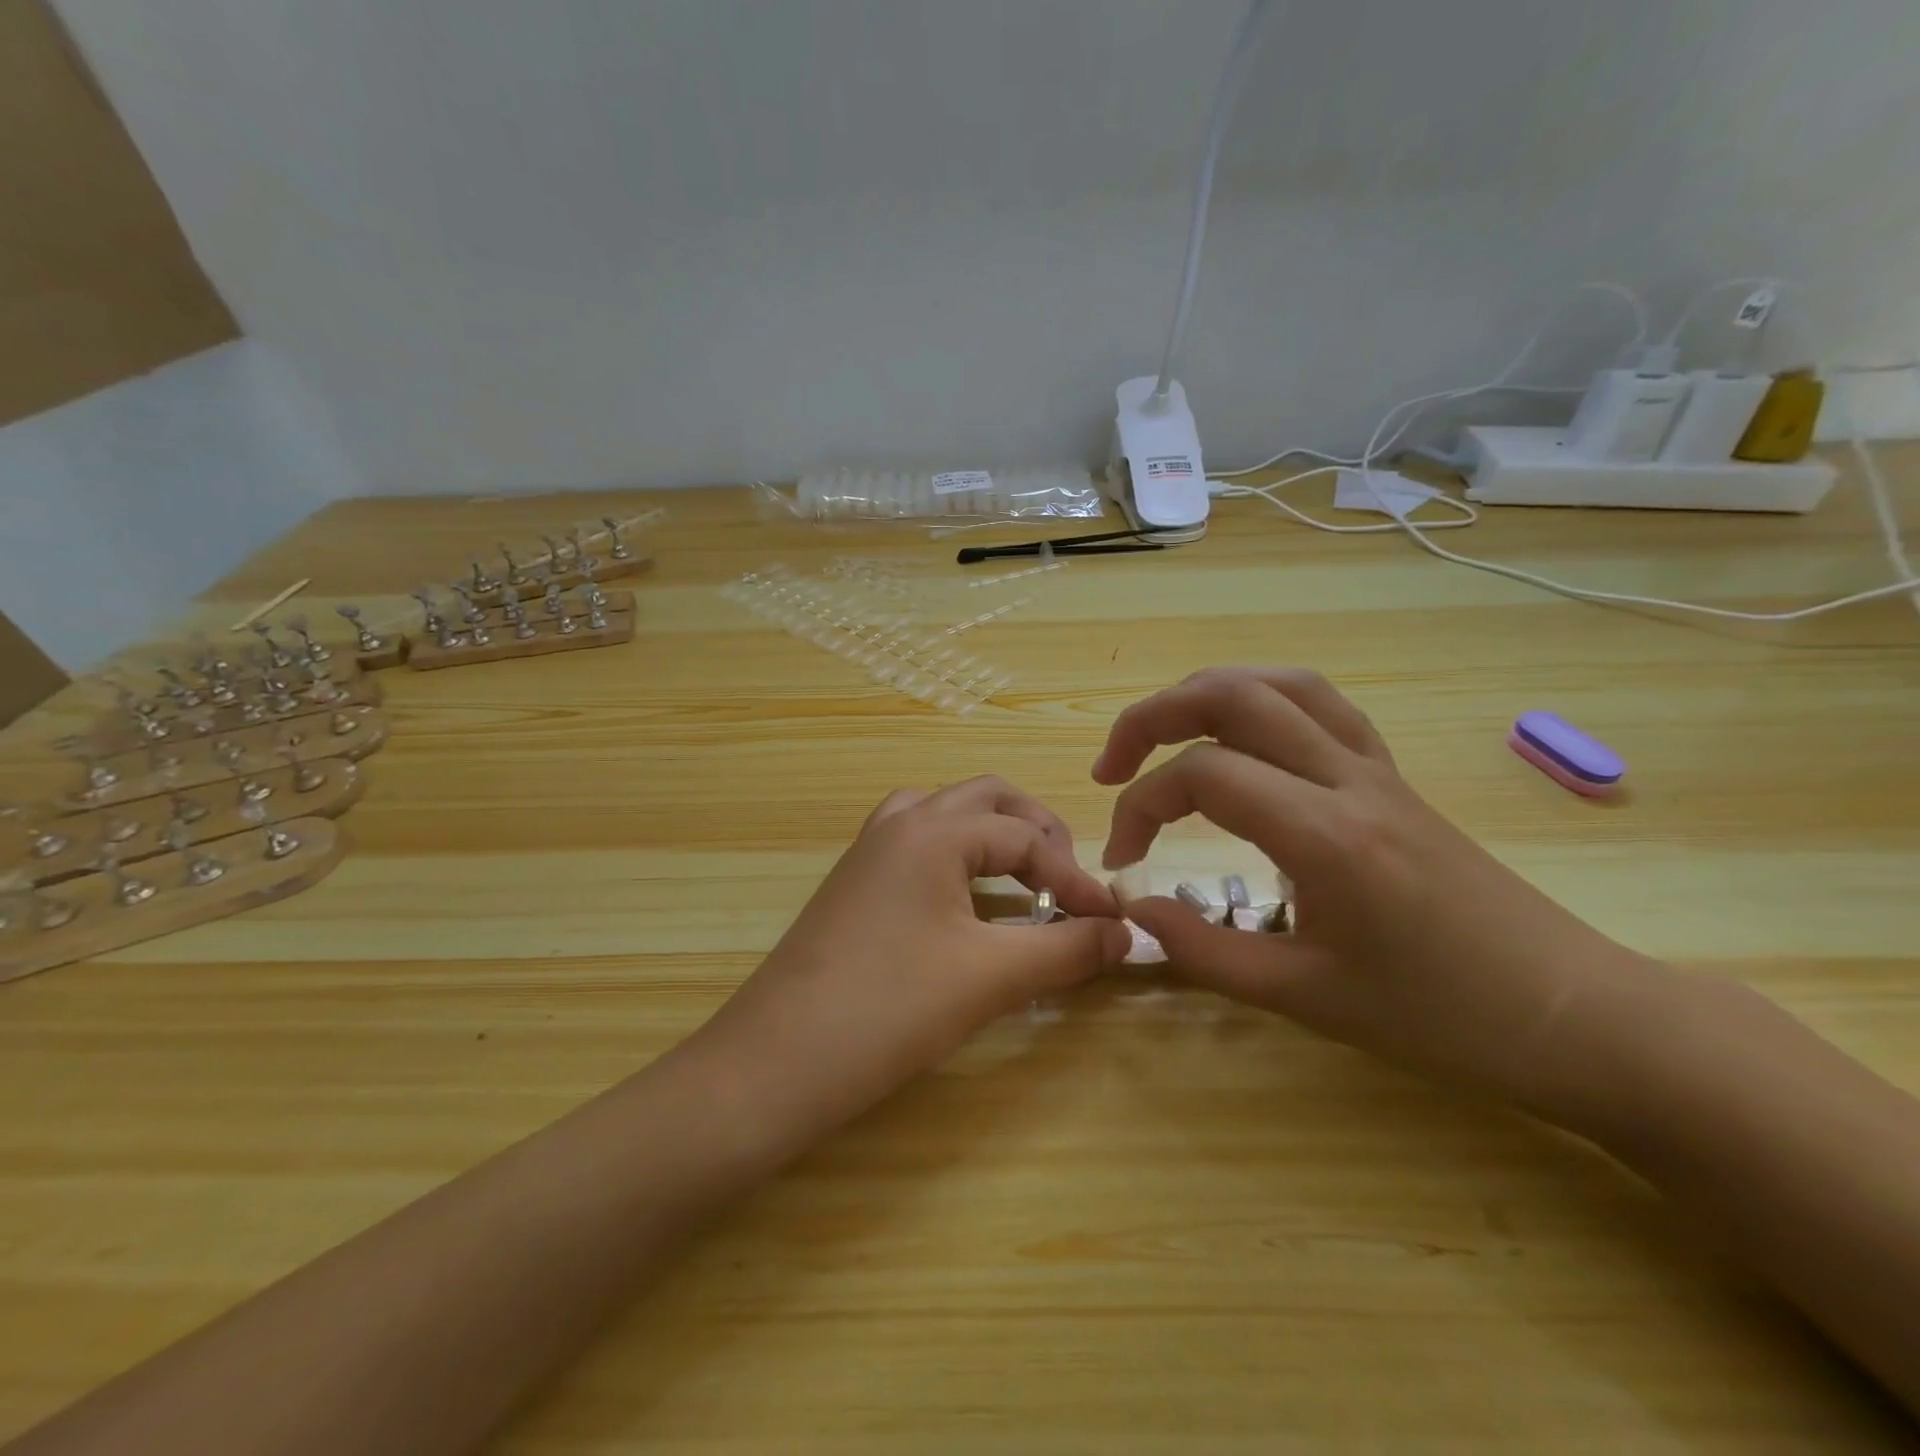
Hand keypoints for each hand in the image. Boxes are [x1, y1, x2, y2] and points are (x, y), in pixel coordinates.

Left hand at [690, 777, 1129, 1153]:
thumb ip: (1066, 949)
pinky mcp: (853, 885)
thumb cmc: (889, 1009)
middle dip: (1036, 832)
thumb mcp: (991, 977)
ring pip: (944, 815)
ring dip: (991, 836)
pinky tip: (966, 902)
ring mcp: (868, 852)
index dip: (1076, 878)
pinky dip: (955, 857)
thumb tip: (1125, 934)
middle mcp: (899, 824)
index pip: (1025, 838)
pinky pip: (916, 845)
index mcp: (933, 830)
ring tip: (1022, 881)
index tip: (1110, 922)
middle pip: (985, 799)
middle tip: (1067, 882)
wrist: (774, 1063)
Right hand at [1093, 667, 1668, 1120]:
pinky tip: (1244, 743)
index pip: (1201, 776)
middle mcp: (1349, 779)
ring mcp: (1378, 769)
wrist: (1578, 1016)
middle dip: (1152, 718)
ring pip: (1282, 684)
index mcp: (1326, 834)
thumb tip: (1133, 911)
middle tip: (1112, 766)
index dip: (1140, 807)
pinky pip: (1323, 707)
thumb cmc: (1444, 1019)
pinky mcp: (1395, 778)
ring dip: (1207, 694)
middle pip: (1233, 695)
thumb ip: (1204, 951)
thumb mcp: (1308, 999)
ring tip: (1165, 735)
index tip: (1123, 859)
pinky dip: (1264, 703)